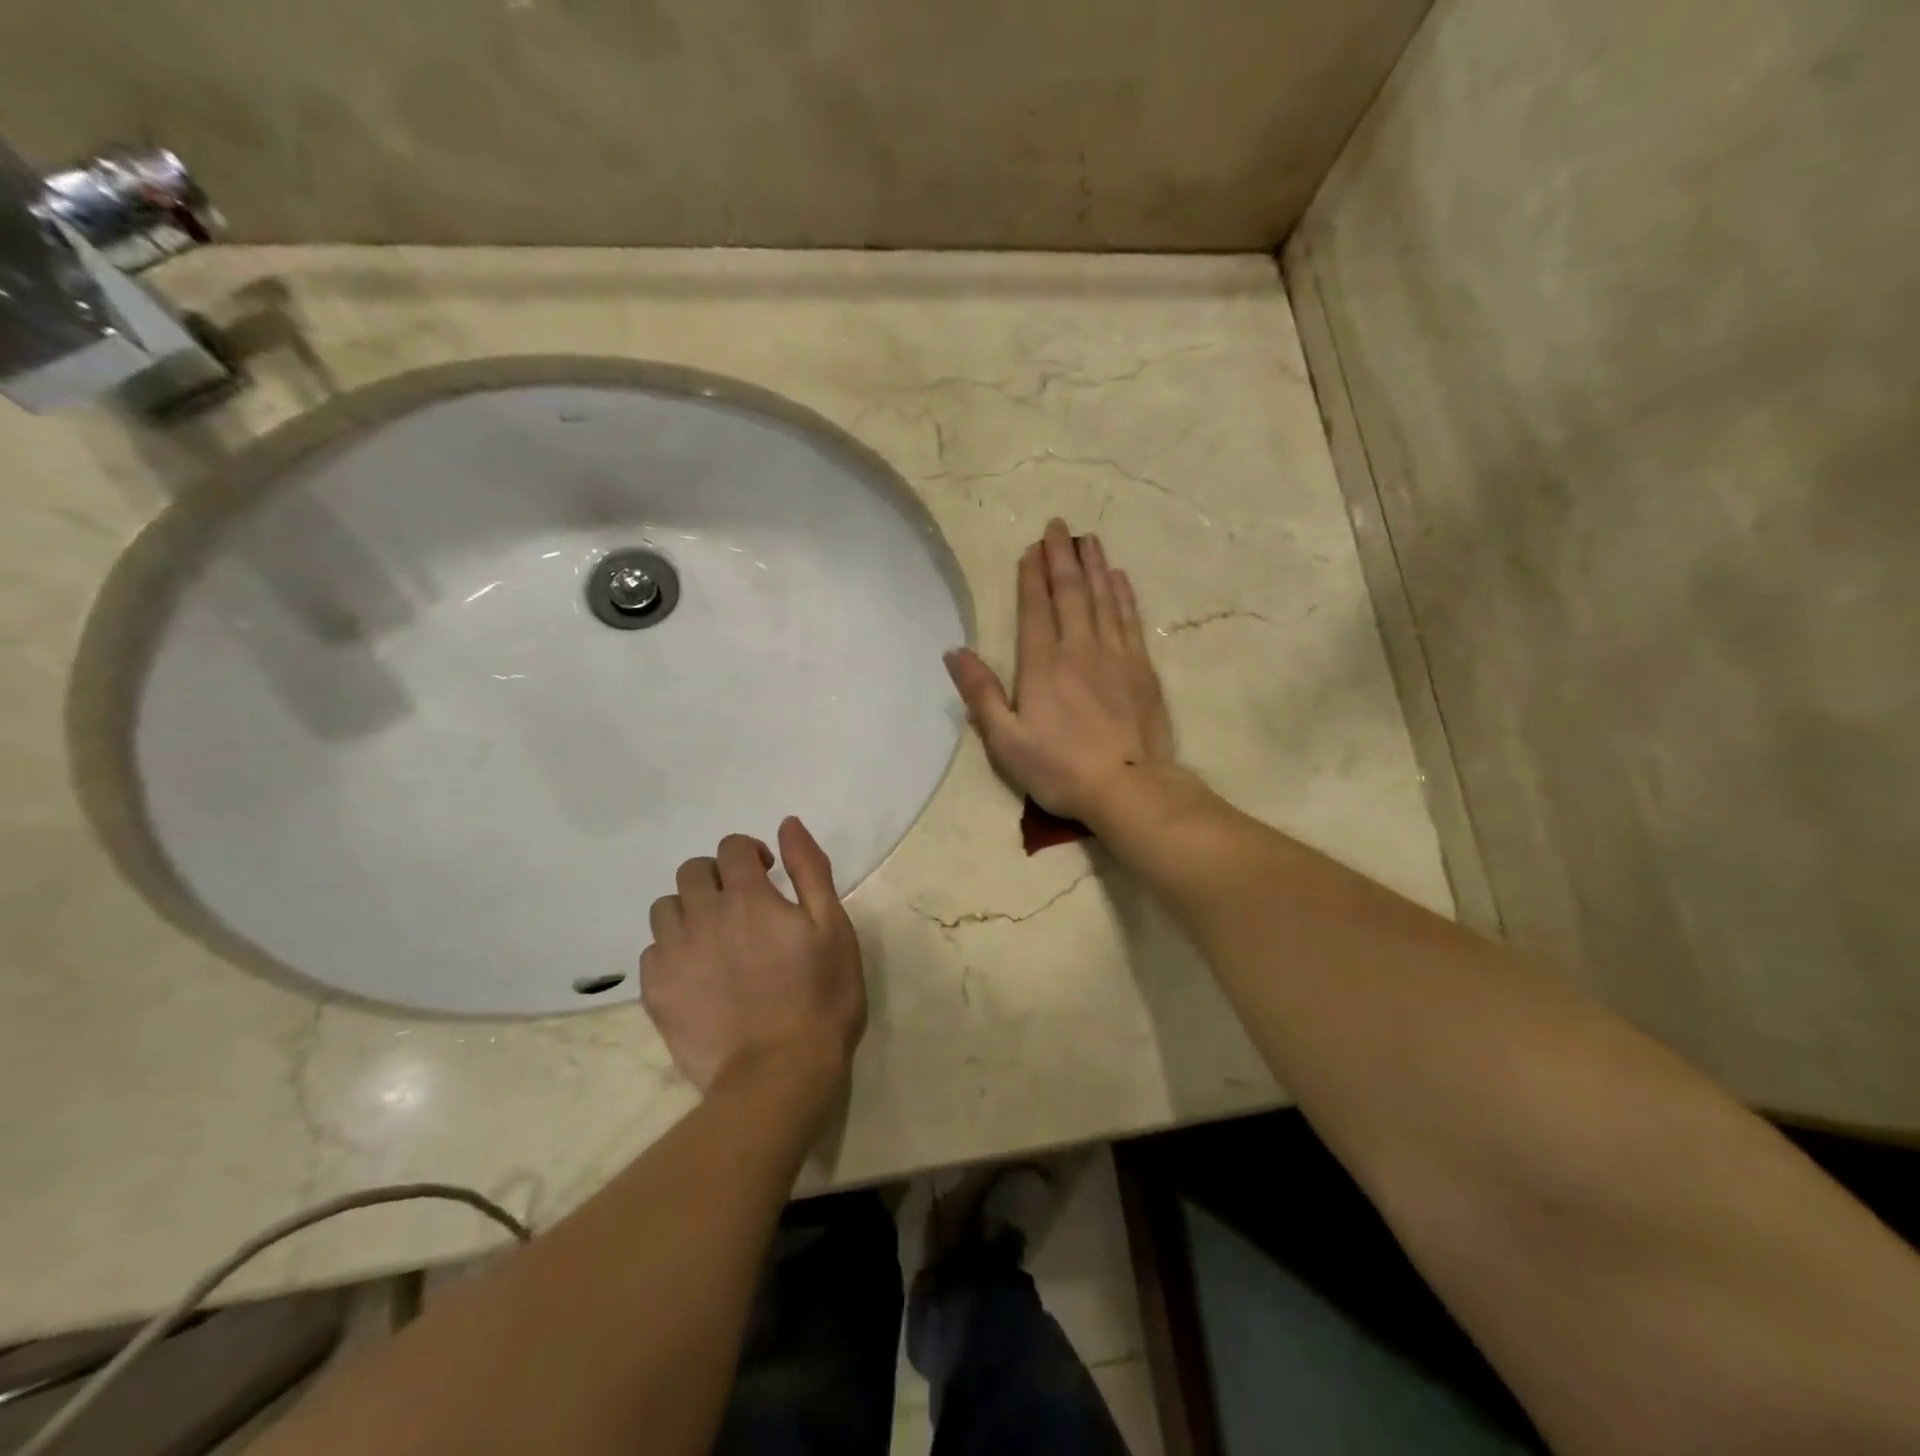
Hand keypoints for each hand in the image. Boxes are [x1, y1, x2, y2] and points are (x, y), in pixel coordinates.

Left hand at [639, 817, 865, 1093]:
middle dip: (717, 876)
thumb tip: (787, 824)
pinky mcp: (657, 992)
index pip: (732, 848)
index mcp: (749, 898)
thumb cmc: (820, 996)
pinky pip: (651, 952)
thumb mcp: (833, 927)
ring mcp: (675, 955)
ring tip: (714, 935)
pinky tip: (696, 971)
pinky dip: (671, 950)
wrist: (779, 1074)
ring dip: (689, 908)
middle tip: (741, 904)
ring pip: (665, 907)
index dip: (750, 853)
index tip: (768, 873)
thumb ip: (810, 869)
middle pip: (692, 871)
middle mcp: (704, 916)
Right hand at [944, 518, 1174, 821]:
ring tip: (1088, 540)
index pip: (1036, 607)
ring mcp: (1116, 655)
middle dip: (1062, 556)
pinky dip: (1123, 594)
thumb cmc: (1059, 768)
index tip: (1032, 547)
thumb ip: (980, 693)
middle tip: (1059, 526)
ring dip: (1094, 566)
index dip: (1032, 575)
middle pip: (1071, 592)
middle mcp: (1079, 648)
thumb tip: (953, 652)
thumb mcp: (1005, 740)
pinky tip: (1119, 578)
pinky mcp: (1142, 668)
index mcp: (1042, 664)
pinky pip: (1130, 619)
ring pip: (1104, 598)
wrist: (1128, 787)